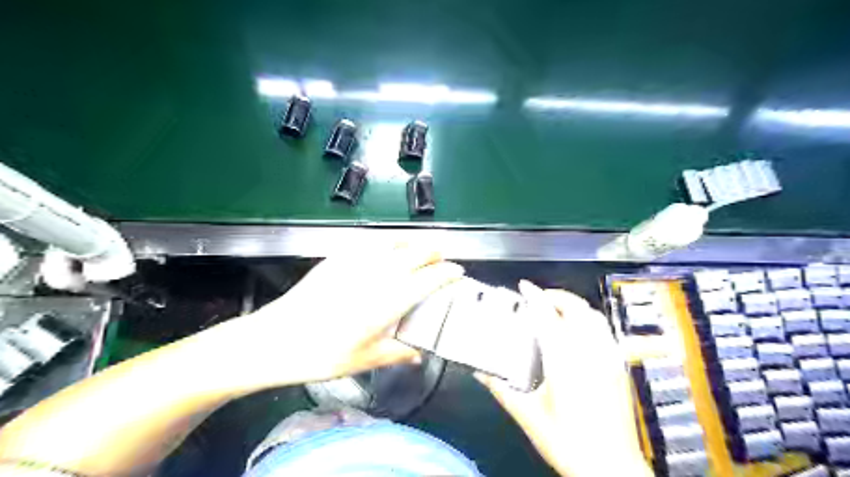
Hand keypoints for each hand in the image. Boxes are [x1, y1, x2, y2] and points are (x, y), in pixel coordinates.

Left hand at [206, 245, 464, 390]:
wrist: (276, 339)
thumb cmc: (323, 354)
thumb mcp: (366, 359)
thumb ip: (397, 353)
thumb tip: (418, 355)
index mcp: (390, 299)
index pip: (429, 279)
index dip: (448, 273)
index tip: (458, 272)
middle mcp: (378, 274)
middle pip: (416, 253)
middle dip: (435, 252)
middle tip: (443, 258)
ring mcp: (357, 261)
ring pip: (395, 242)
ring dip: (414, 243)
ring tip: (421, 249)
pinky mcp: (338, 257)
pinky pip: (371, 242)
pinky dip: (388, 242)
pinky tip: (387, 249)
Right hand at [477, 279, 652, 476]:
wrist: (611, 468)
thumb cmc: (567, 441)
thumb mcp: (528, 415)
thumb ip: (502, 389)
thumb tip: (480, 371)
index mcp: (565, 360)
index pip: (548, 316)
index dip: (535, 296)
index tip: (524, 286)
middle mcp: (590, 352)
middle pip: (577, 308)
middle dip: (556, 295)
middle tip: (538, 297)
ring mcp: (608, 358)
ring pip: (594, 316)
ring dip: (573, 305)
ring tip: (556, 309)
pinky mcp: (617, 366)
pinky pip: (604, 330)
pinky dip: (588, 319)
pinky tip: (578, 331)